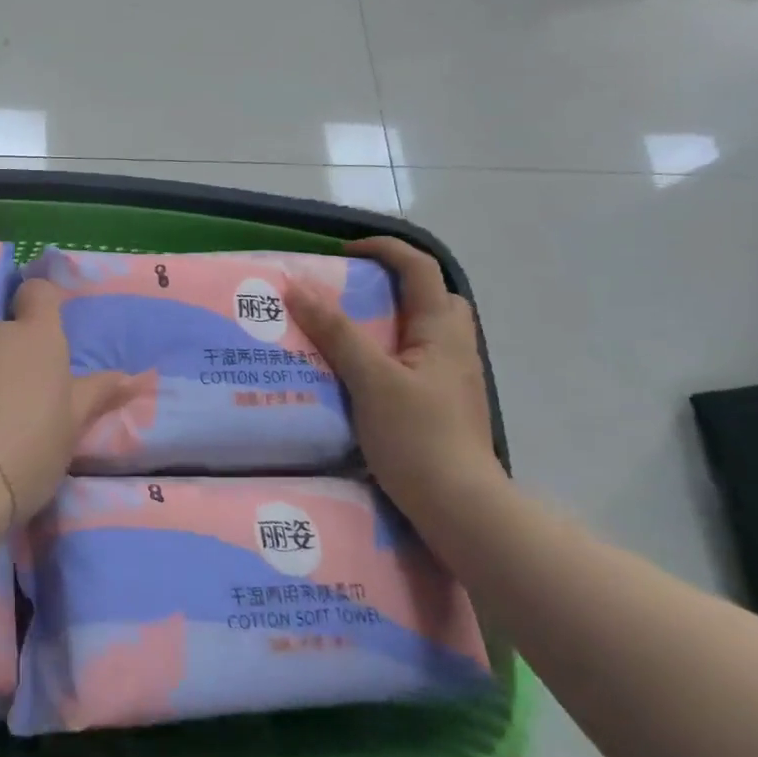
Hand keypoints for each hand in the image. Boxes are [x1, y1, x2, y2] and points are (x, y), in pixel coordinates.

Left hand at [0, 278, 131, 520]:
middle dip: (7, 358)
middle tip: (16, 404)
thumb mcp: (70, 429)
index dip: (42, 305)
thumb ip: (95, 395)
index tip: (45, 332)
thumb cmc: (23, 451)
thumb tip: (131, 376)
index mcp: (34, 338)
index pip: (38, 292)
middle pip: (1, 333)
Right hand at [288, 237, 503, 509]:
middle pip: (430, 296)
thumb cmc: (417, 437)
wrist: (460, 507)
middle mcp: (453, 347)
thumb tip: (297, 288)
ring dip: (386, 320)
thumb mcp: (371, 380)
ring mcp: (451, 378)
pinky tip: (357, 374)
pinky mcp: (440, 403)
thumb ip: (336, 333)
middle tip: (346, 294)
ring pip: (421, 331)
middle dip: (390, 284)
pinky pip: (413, 360)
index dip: (384, 249)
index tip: (342, 253)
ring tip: (343, 333)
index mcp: (442, 330)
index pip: (420, 268)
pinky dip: (385, 352)